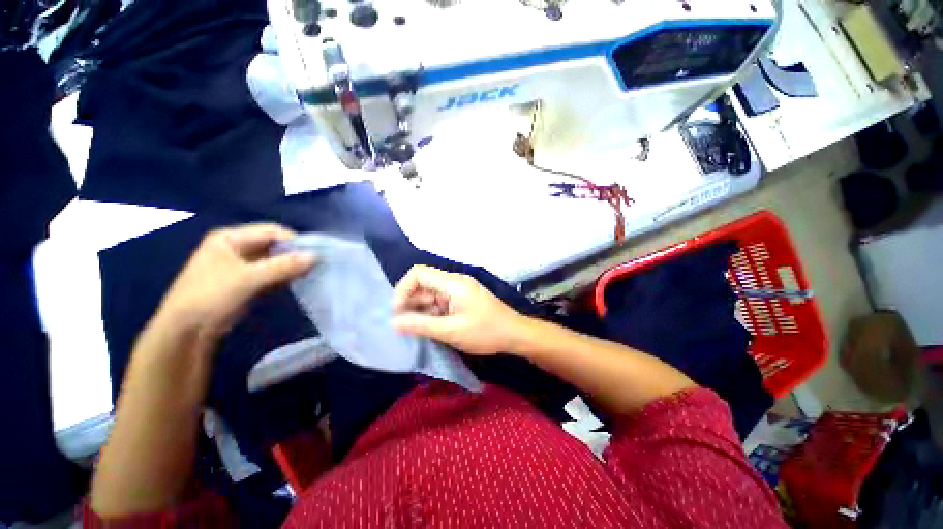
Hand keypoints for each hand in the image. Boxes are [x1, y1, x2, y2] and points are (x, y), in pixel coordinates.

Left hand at [155, 223, 315, 341]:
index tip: (315, 253)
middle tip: (316, 263)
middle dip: (294, 253)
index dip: (293, 240)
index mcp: (230, 238)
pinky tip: (298, 280)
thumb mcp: (248, 278)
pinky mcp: (245, 281)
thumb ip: (283, 266)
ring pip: (274, 259)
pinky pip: (270, 272)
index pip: (271, 231)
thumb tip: (316, 256)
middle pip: (273, 244)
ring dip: (291, 265)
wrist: (186, 330)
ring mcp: (240, 265)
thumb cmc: (211, 296)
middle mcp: (235, 247)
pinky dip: (284, 275)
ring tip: (311, 272)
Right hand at [391, 265, 526, 354]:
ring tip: (413, 330)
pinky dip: (432, 313)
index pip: (418, 273)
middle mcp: (454, 282)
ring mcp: (459, 290)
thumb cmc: (485, 332)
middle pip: (424, 284)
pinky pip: (440, 302)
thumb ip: (421, 325)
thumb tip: (393, 322)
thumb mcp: (450, 331)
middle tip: (402, 325)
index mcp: (452, 283)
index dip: (403, 289)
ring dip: (420, 309)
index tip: (397, 311)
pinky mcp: (462, 299)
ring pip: (431, 294)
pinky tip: (428, 328)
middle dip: (410, 302)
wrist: (514, 334)